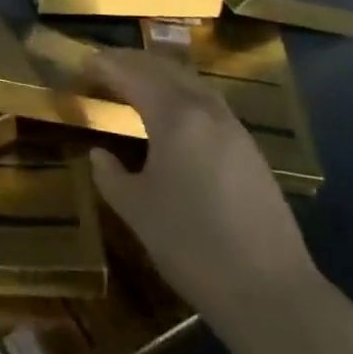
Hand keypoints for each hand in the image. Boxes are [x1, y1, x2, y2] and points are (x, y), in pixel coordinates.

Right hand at [86, 49, 317, 324]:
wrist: (270, 291)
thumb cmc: (190, 244)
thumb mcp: (136, 209)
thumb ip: (110, 175)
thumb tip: (99, 154)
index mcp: (175, 117)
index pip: (133, 75)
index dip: (106, 66)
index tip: (83, 62)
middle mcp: (207, 111)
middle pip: (166, 70)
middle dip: (133, 62)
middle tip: (104, 64)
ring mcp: (234, 130)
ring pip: (192, 84)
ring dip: (160, 75)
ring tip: (135, 82)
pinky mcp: (250, 152)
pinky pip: (208, 104)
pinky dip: (182, 95)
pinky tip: (172, 115)